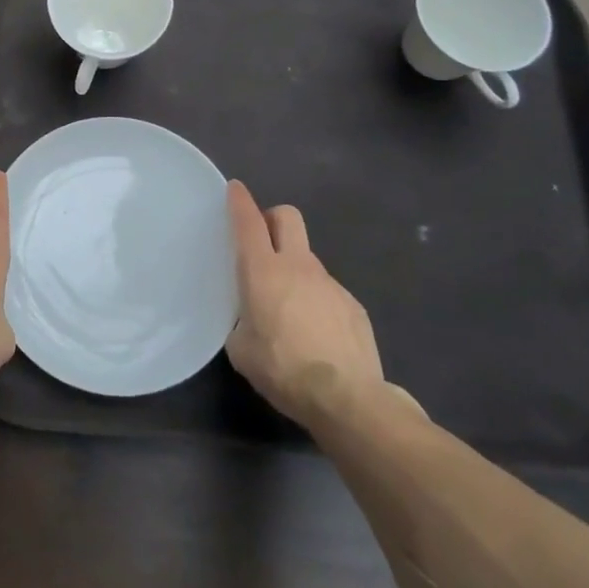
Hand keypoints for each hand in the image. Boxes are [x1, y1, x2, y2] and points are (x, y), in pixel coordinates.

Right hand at [225, 181, 388, 429]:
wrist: (348, 399)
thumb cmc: (283, 369)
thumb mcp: (241, 350)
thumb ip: (241, 323)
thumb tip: (249, 321)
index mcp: (263, 271)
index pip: (249, 222)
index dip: (240, 201)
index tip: (235, 188)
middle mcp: (298, 266)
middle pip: (287, 217)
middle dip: (272, 218)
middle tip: (262, 241)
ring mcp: (330, 283)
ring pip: (308, 258)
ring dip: (294, 270)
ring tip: (289, 310)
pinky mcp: (353, 305)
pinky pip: (327, 291)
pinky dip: (317, 301)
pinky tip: (316, 335)